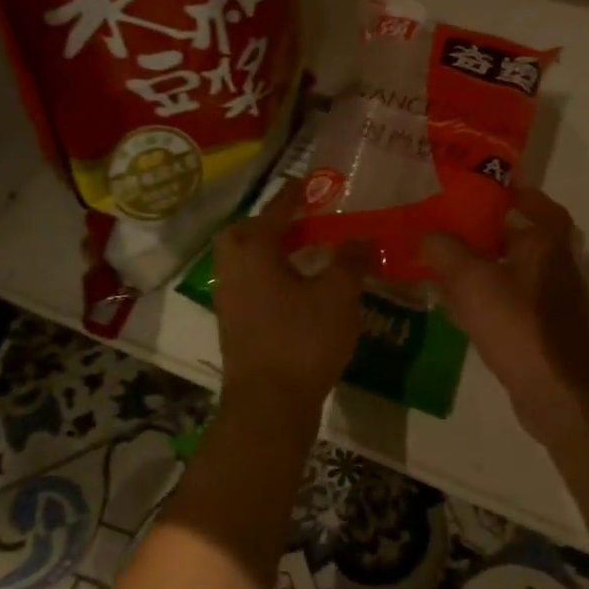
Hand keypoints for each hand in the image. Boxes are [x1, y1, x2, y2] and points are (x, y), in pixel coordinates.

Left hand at [214, 188, 369, 429]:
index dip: (294, 195)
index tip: (309, 183)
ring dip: (271, 251)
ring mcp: (230, 298)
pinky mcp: (235, 324)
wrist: (268, 405)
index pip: (275, 211)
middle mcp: (234, 268)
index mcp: (254, 251)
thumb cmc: (302, 340)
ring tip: (305, 254)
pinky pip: (251, 284)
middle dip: (271, 224)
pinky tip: (299, 290)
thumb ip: (350, 261)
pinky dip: (270, 276)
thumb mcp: (338, 295)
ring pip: (246, 261)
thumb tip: (359, 238)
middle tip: (301, 224)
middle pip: (246, 233)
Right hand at [422, 189, 588, 451]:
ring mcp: (550, 301)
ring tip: (443, 262)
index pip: (540, 205)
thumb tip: (427, 234)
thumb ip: (445, 250)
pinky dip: (484, 297)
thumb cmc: (518, 324)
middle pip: (520, 237)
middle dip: (485, 232)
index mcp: (547, 244)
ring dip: (482, 266)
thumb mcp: (471, 280)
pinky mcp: (541, 330)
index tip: (485, 190)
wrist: (557, 392)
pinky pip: (508, 302)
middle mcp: (554, 267)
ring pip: (511, 271)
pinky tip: (455, 305)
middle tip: (449, 225)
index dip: (515, 194)